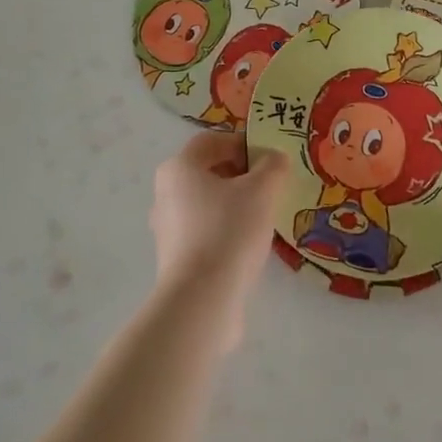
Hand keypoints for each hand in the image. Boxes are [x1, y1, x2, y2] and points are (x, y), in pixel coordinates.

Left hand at [150, 133, 289, 342]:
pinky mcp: (176, 257)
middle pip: (208, 171)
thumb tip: (275, 158)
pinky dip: (226, 228)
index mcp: (179, 168)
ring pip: (207, 202)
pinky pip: (205, 230)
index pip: (211, 141)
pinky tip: (248, 244)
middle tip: (271, 186)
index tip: (269, 159)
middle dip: (242, 174)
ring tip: (264, 216)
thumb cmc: (229, 230)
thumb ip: (272, 166)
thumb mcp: (262, 190)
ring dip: (235, 203)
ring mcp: (167, 228)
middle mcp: (166, 193)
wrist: (202, 300)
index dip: (242, 143)